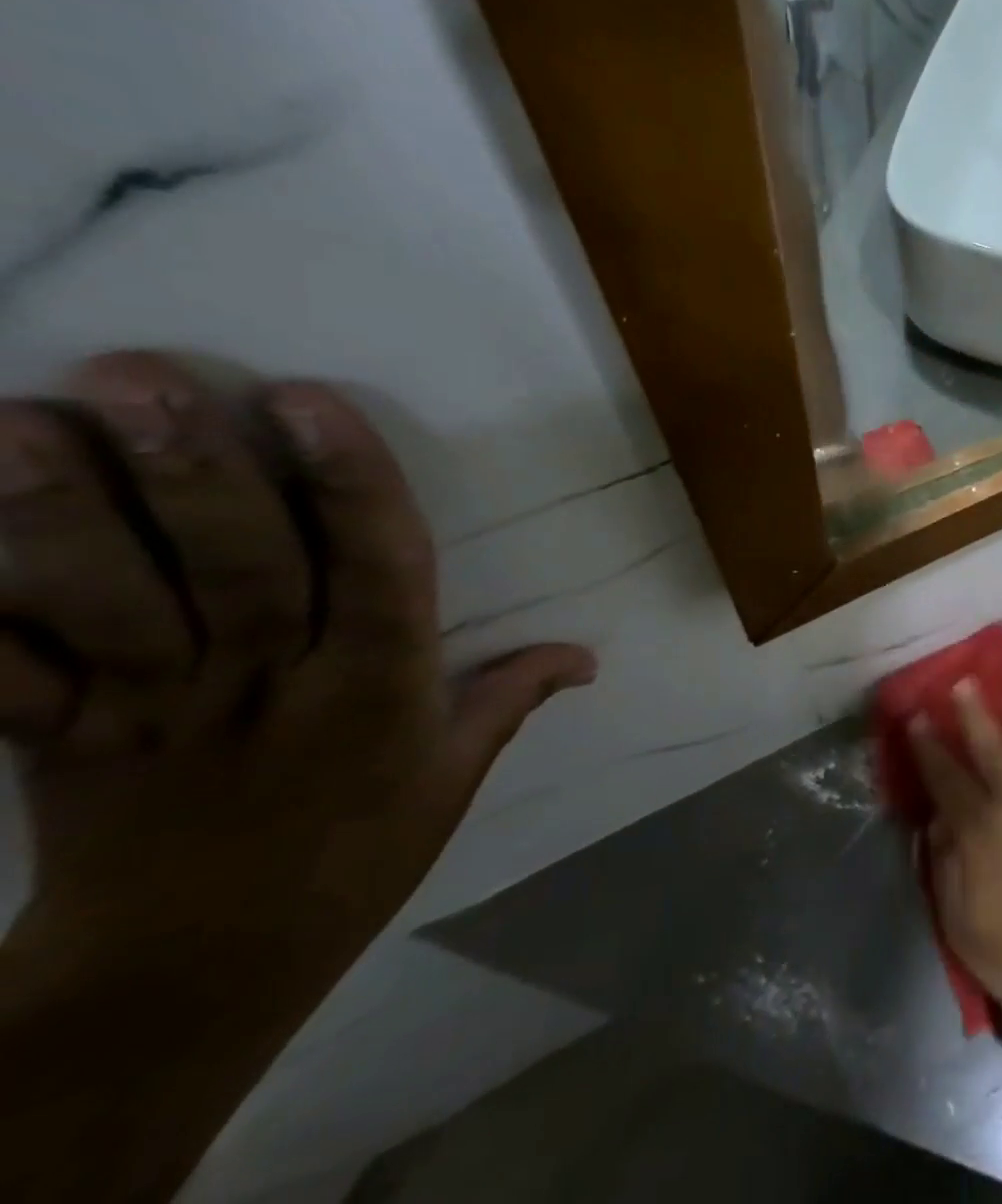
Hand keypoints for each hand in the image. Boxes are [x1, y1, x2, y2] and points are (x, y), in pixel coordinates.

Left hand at [0, 352, 595, 998]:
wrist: (194, 982)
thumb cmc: (353, 860)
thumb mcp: (453, 779)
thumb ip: (510, 699)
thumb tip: (588, 654)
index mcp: (379, 691)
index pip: (378, 570)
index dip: (350, 485)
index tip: (307, 402)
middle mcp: (274, 688)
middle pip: (238, 570)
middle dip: (193, 473)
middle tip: (138, 376)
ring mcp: (158, 718)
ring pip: (113, 609)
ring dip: (61, 519)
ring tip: (17, 424)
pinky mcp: (60, 750)